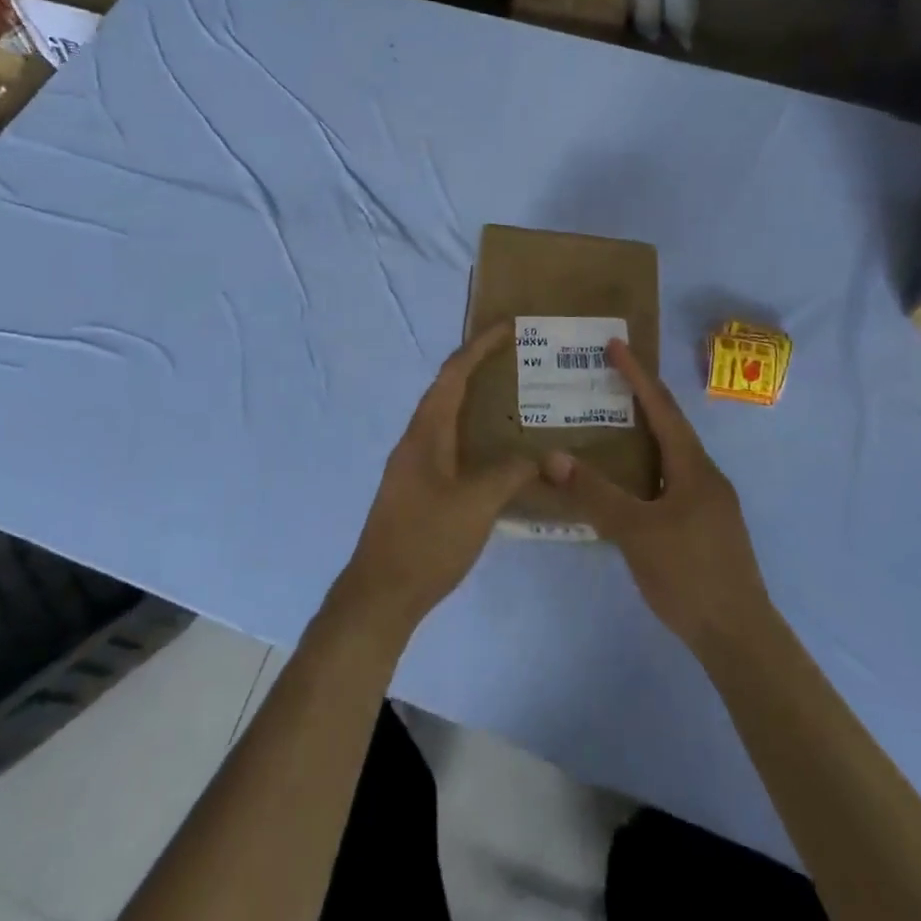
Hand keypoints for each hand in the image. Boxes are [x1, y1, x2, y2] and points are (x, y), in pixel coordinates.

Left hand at [334, 323, 535, 637]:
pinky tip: (495, 452)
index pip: (453, 374)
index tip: (507, 327)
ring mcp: (413, 465)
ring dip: (474, 400)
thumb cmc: (427, 540)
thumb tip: (539, 457)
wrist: (381, 593)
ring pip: (446, 418)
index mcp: (425, 432)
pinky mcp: (417, 488)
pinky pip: (448, 443)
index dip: (478, 347)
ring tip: (511, 397)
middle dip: (477, 367)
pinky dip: (472, 433)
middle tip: (515, 358)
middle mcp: (415, 440)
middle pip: (447, 389)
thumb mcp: (477, 504)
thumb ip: (510, 474)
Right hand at [543, 339, 771, 657]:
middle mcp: (706, 476)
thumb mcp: (635, 531)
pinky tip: (630, 485)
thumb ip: (594, 493)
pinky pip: (673, 480)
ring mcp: (710, 503)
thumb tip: (551, 457)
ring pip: (672, 456)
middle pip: (671, 426)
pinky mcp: (707, 527)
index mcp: (693, 467)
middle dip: (641, 399)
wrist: (739, 636)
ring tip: (613, 425)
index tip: (616, 344)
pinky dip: (648, 467)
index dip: (637, 375)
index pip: (661, 408)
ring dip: (645, 435)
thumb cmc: (689, 574)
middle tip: (609, 379)